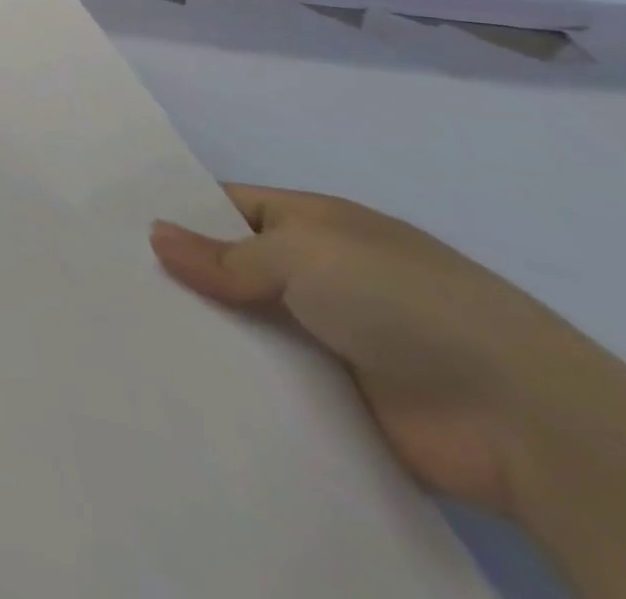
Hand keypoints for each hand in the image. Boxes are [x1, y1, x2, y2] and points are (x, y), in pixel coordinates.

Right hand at [150, 188, 612, 518]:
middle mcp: (317, 274)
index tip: (112, 224)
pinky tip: (175, 375)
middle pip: (230, 267)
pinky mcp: (334, 396)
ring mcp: (328, 336)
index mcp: (313, 225)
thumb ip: (224, 254)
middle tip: (105, 280)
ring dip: (202, 328)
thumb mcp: (302, 254)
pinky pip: (268, 378)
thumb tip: (155, 235)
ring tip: (124, 328)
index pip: (226, 206)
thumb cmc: (400, 300)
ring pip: (244, 324)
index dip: (175, 212)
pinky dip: (232, 378)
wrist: (520, 419)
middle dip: (179, 274)